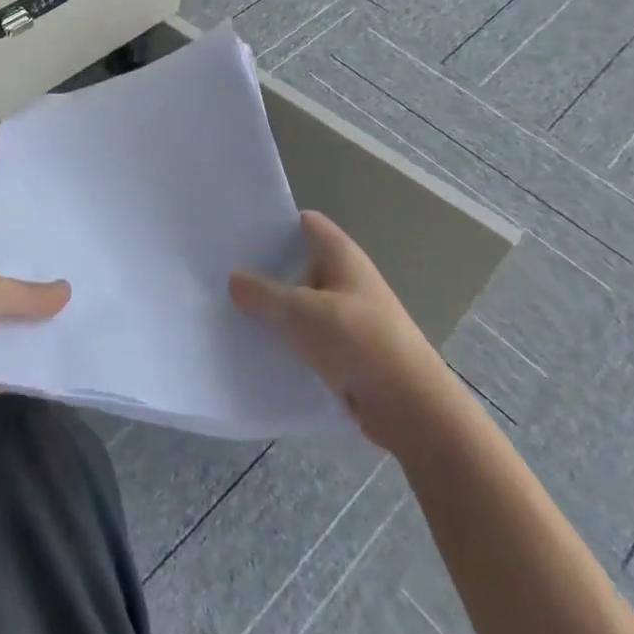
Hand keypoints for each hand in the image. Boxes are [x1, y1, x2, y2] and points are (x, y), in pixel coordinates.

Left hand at [0, 252, 69, 436]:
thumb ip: (26, 293)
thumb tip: (67, 289)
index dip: (27, 263)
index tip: (65, 263)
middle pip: (6, 302)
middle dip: (37, 303)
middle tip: (86, 297)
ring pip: (7, 338)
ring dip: (35, 338)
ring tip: (82, 329)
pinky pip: (4, 373)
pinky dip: (26, 371)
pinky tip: (61, 365)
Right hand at [230, 211, 450, 457]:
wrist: (412, 409)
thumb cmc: (358, 341)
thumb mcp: (301, 311)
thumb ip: (263, 293)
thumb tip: (233, 278)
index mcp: (341, 255)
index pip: (304, 223)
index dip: (273, 223)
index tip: (237, 231)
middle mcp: (345, 279)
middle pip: (299, 263)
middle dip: (265, 269)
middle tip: (222, 272)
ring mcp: (348, 316)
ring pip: (301, 303)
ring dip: (275, 309)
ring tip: (230, 310)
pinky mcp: (347, 351)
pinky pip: (309, 336)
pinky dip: (288, 340)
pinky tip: (258, 347)